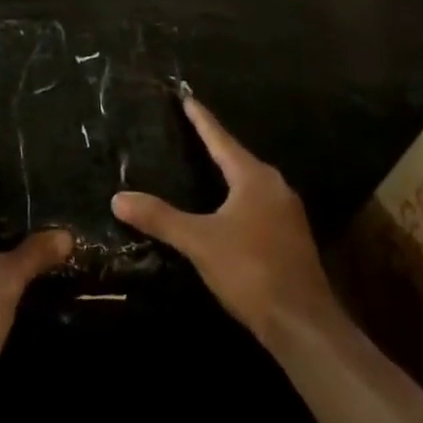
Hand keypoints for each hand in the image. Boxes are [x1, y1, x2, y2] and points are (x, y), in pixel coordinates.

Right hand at [112, 96, 341, 349]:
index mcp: (253, 177)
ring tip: (204, 165)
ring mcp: (287, 213)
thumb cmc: (251, 270)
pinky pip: (258, 204)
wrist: (304, 325)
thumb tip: (118, 198)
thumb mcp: (199, 242)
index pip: (220, 139)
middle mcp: (274, 186)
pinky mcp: (291, 237)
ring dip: (228, 172)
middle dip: (214, 144)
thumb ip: (160, 218)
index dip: (201, 119)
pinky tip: (225, 209)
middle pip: (238, 157)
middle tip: (190, 129)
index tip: (186, 97)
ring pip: (250, 182)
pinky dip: (238, 198)